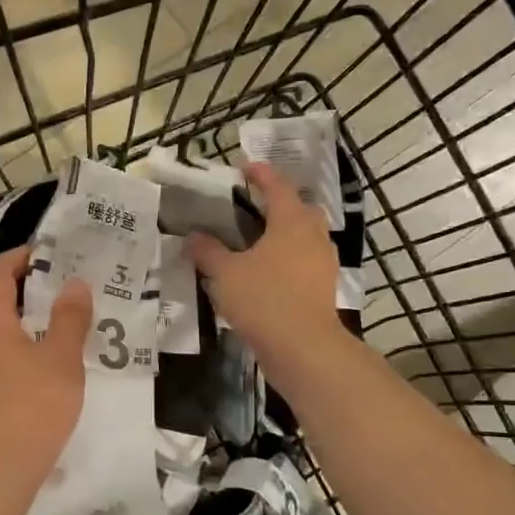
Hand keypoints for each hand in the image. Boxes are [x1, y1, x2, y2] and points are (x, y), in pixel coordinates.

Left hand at [0, 247, 90, 514]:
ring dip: (34, 333)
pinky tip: (53, 383)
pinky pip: (5, 370)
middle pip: (1, 307)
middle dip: (35, 296)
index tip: (51, 254)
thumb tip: (73, 283)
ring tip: (70, 339)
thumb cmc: (30, 410)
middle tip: (73, 296)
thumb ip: (70, 320)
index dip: (20, 256)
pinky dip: (28, 363)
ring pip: (5, 342)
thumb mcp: (61, 361)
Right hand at [187, 162, 342, 371]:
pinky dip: (288, 258)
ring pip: (304, 236)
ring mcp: (323, 262)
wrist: (303, 348)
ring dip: (284, 232)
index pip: (277, 187)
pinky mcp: (323, 287)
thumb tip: (192, 237)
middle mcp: (313, 235)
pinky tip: (268, 271)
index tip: (244, 167)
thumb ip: (208, 252)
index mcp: (292, 221)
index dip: (260, 174)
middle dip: (278, 203)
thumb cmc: (264, 299)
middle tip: (253, 205)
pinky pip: (305, 261)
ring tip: (257, 239)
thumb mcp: (226, 274)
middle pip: (299, 209)